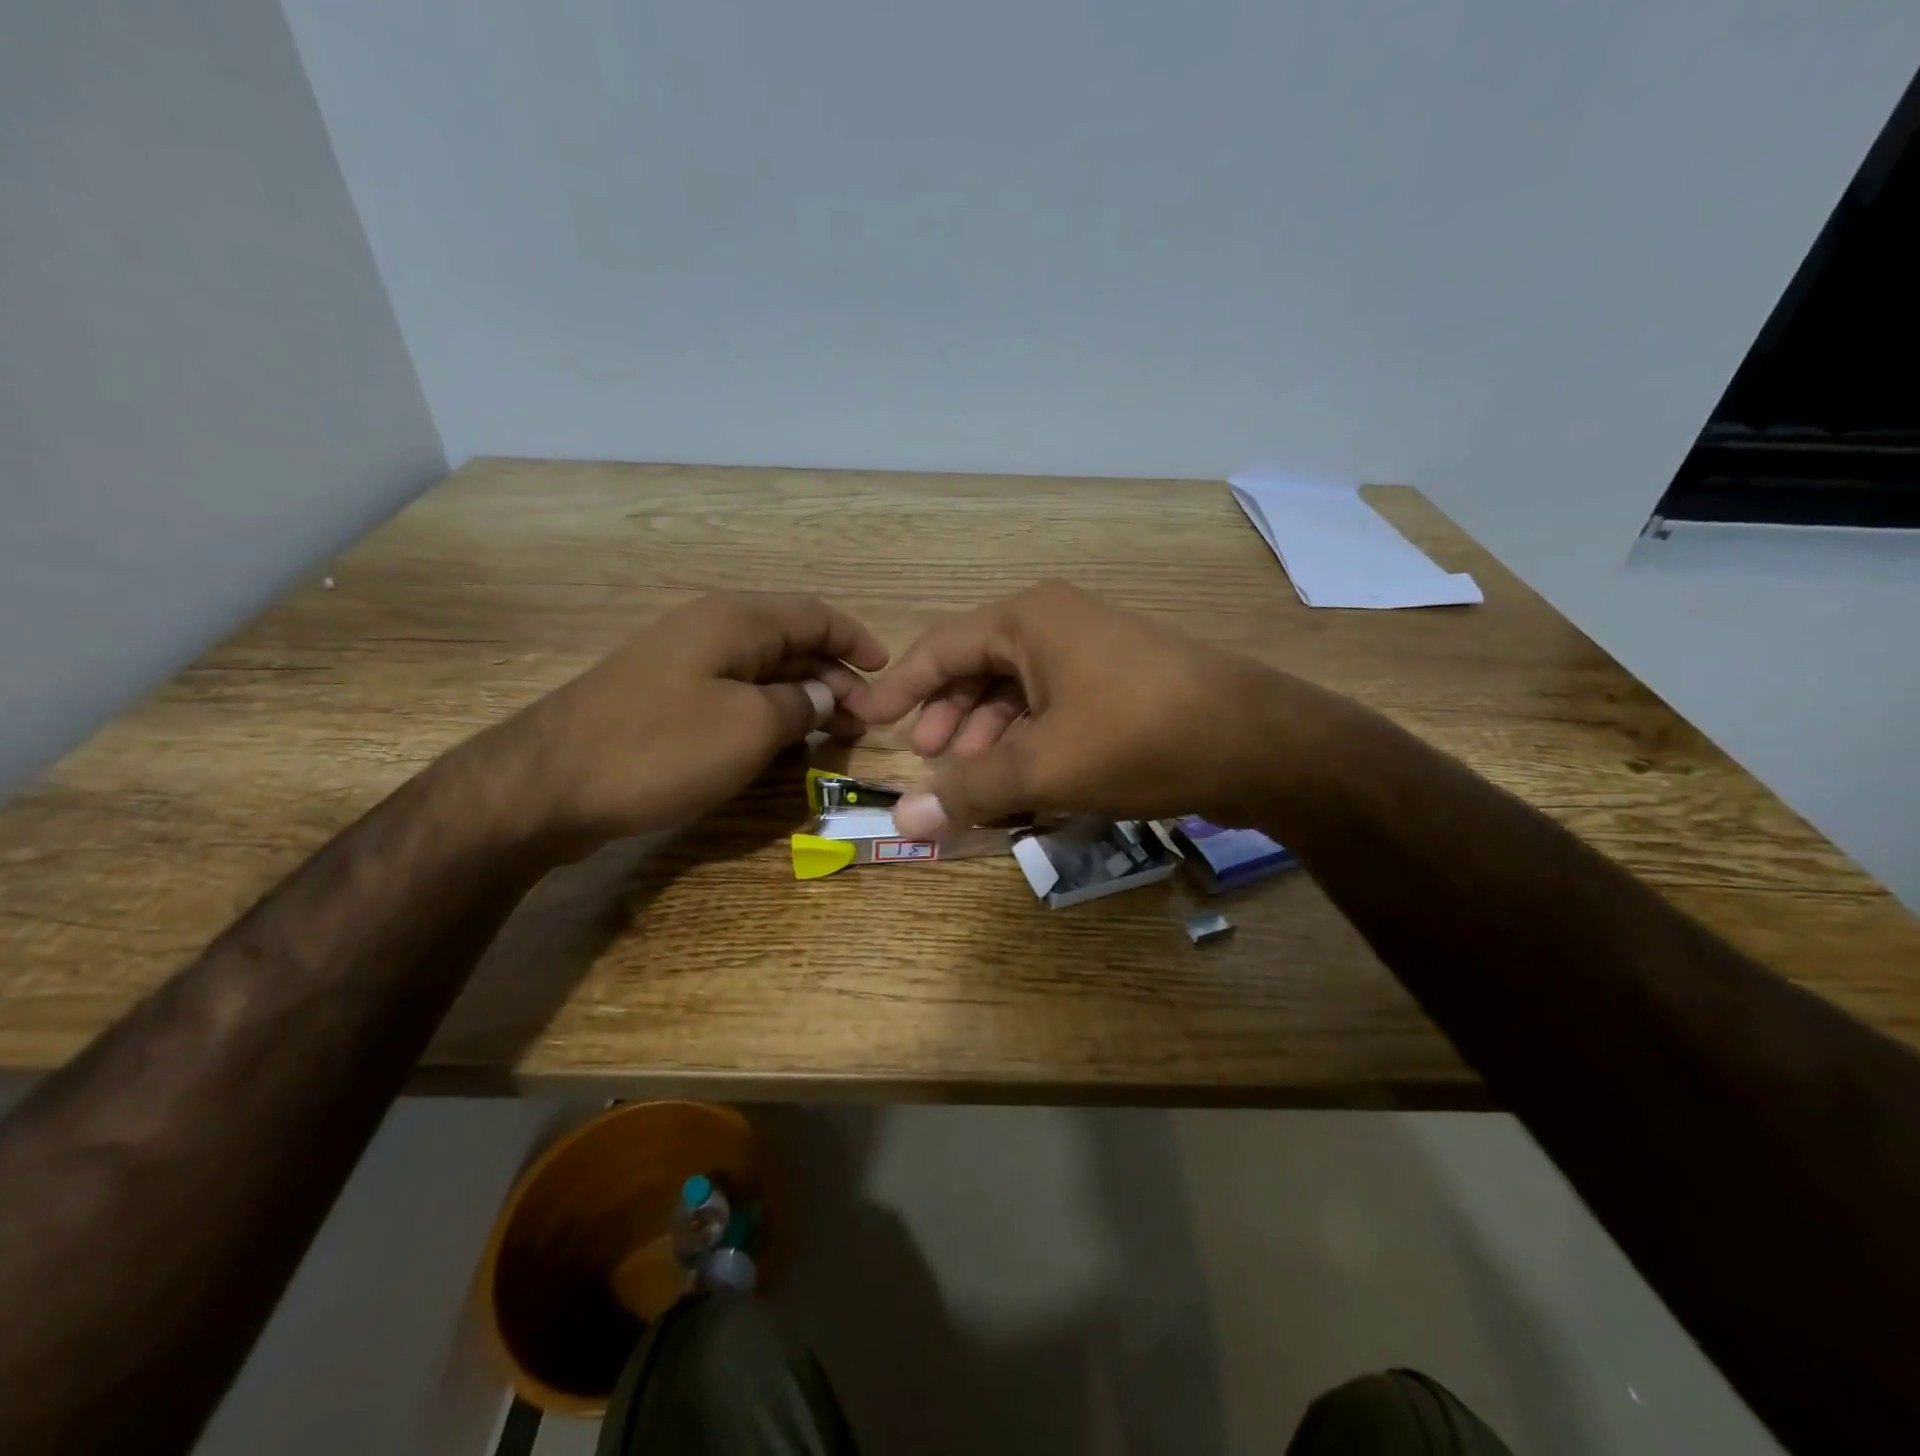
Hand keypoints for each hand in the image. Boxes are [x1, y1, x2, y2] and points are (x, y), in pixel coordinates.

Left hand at [490, 592, 887, 849]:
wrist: (546, 785)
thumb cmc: (660, 748)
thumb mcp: (750, 727)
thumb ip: (800, 705)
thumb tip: (825, 695)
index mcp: (736, 620)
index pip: (816, 614)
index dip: (857, 640)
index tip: (888, 674)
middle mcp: (711, 629)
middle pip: (791, 640)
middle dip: (834, 675)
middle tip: (866, 720)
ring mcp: (682, 663)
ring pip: (763, 670)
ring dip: (803, 696)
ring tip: (835, 734)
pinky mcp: (663, 697)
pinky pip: (733, 693)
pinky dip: (768, 712)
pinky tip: (781, 741)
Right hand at [851, 581, 1337, 836]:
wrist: (1260, 743)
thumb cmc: (1139, 737)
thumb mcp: (1044, 766)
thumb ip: (970, 790)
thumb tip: (904, 819)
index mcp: (1028, 621)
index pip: (940, 648)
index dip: (899, 688)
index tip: (866, 720)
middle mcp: (1057, 625)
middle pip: (979, 669)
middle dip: (950, 720)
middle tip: (931, 765)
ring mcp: (1094, 654)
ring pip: (1019, 695)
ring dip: (991, 739)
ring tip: (977, 785)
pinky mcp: (1122, 685)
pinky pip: (1055, 710)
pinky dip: (1031, 744)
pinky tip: (1027, 784)